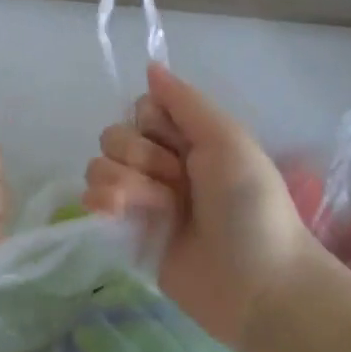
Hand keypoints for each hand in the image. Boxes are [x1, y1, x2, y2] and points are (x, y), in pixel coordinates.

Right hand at [82, 62, 308, 349]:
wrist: (259, 286)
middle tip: (177, 183)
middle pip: (116, 135)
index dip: (152, 123)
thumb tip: (150, 65)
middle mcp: (161, 164)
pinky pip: (91, 200)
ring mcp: (143, 199)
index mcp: (187, 139)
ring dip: (124, 184)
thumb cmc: (250, 207)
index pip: (141, 109)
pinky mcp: (127, 232)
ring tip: (158, 209)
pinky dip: (100, 202)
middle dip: (140, 156)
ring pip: (100, 165)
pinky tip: (117, 214)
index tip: (180, 144)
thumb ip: (186, 101)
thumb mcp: (227, 141)